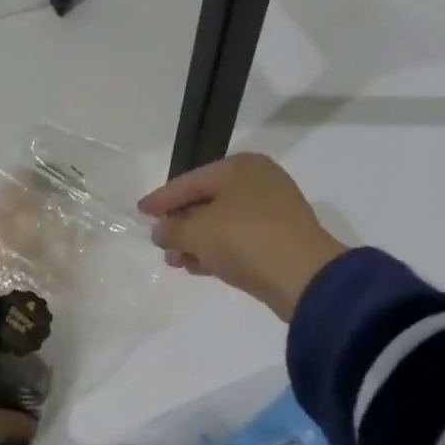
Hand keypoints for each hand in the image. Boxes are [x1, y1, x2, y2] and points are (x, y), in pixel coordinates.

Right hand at [137, 152, 350, 321]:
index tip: (140, 211)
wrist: (305, 278)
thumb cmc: (245, 240)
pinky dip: (216, 251)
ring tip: (174, 260)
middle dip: (180, 223)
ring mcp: (273, 211)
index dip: (162, 198)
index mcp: (241, 167)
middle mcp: (259, 182)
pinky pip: (238, 240)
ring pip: (222, 223)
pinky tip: (197, 267)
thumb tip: (160, 232)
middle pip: (206, 201)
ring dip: (196, 241)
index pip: (190, 181)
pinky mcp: (280, 239)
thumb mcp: (197, 232)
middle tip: (158, 240)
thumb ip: (171, 229)